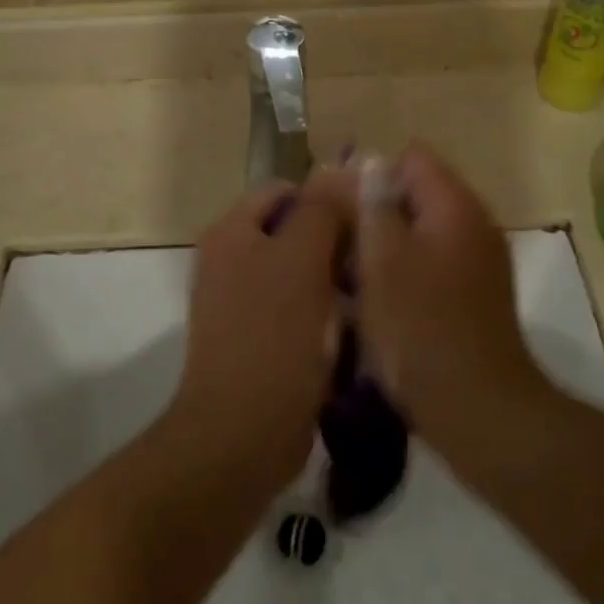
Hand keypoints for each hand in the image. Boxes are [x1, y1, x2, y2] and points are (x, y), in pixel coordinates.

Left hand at [172, 180, 347, 483]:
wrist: (242, 435)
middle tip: (372, 262)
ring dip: (334, 281)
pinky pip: (298, 310)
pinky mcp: (258, 340)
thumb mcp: (302, 260)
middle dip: (334, 243)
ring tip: (368, 297)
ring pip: (301, 272)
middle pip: (293, 230)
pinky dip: (324, 314)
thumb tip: (340, 169)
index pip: (286, 190)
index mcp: (231, 232)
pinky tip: (352, 330)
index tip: (367, 222)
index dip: (327, 198)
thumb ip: (321, 208)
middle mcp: (230, 260)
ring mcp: (241, 303)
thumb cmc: (273, 337)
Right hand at [326, 145, 549, 443]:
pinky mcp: (473, 296)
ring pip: (418, 232)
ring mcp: (477, 262)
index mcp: (454, 206)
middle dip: (371, 213)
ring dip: (383, 246)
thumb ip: (372, 203)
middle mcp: (472, 224)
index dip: (369, 174)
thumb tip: (367, 162)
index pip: (410, 157)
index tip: (338, 208)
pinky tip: (375, 304)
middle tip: (334, 245)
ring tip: (347, 277)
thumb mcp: (382, 259)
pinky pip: (429, 264)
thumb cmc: (421, 328)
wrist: (478, 409)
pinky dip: (401, 273)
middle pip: (413, 194)